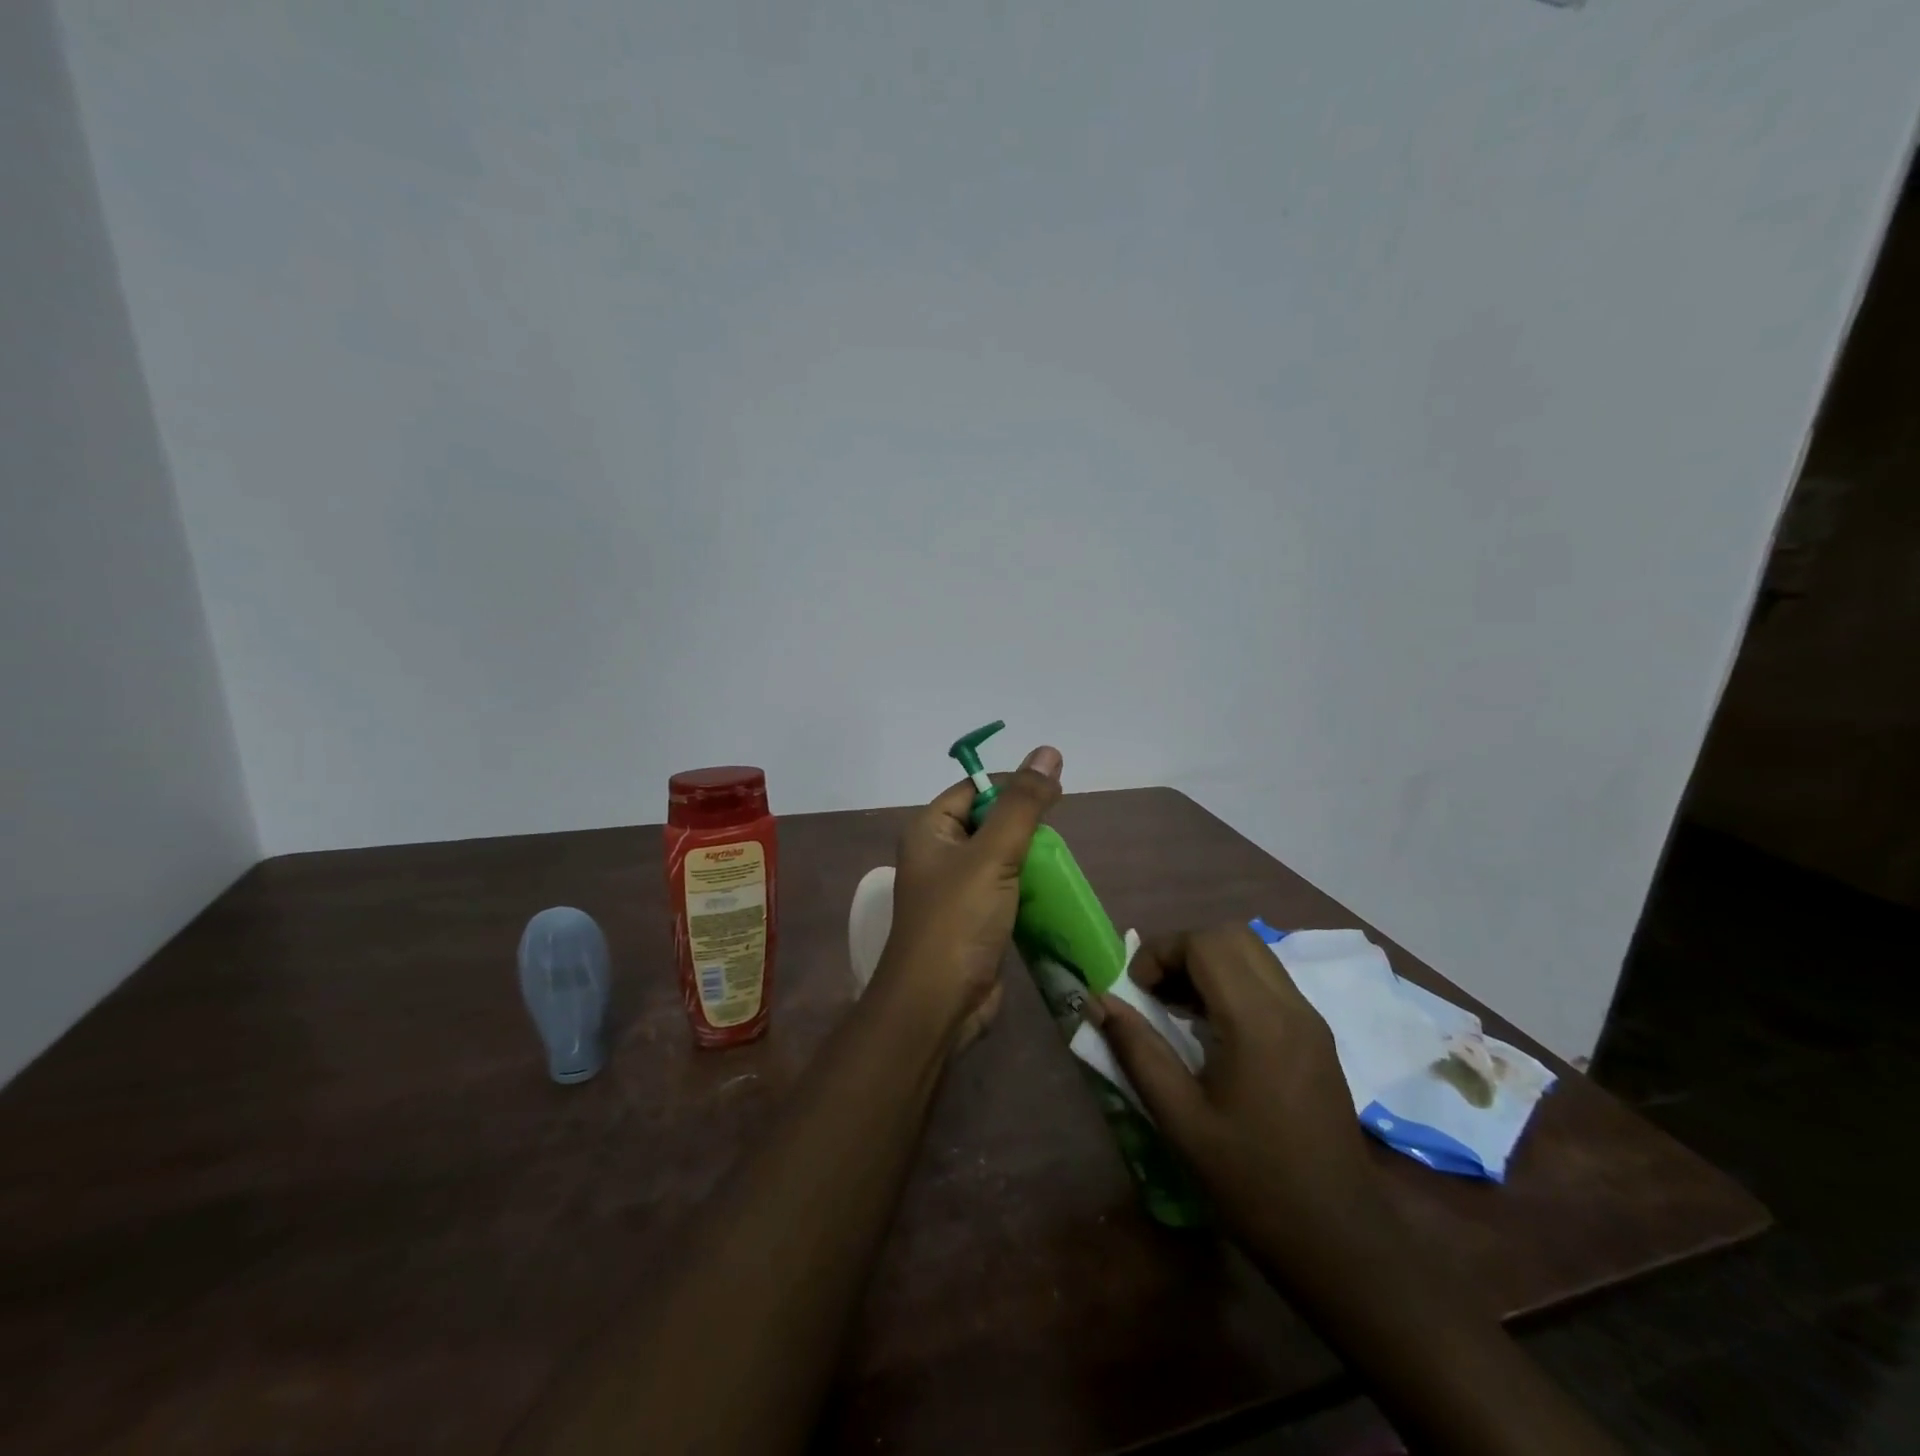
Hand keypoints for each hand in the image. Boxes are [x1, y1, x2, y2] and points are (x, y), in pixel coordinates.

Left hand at [871, 746, 1062, 1052]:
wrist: (937, 1006)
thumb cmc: (958, 921)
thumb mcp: (993, 855)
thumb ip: (1023, 805)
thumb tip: (1049, 752)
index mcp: (930, 831)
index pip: (973, 789)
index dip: (1011, 786)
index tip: (1054, 793)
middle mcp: (938, 856)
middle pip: (988, 822)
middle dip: (1024, 826)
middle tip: (1060, 833)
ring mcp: (955, 891)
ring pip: (1000, 859)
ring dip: (1030, 860)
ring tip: (1062, 863)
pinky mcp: (974, 921)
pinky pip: (1006, 891)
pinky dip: (1029, 889)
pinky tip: (1054, 892)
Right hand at [1091, 924, 1391, 1272]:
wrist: (1339, 1241)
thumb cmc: (1252, 1183)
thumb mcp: (1180, 1120)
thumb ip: (1137, 1051)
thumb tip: (1098, 1001)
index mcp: (1257, 1022)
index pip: (1205, 943)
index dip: (1160, 952)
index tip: (1136, 991)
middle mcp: (1290, 1006)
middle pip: (1231, 936)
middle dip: (1183, 950)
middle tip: (1155, 993)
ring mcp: (1310, 1019)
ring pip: (1253, 953)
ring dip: (1208, 963)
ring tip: (1177, 1009)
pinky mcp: (1317, 1036)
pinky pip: (1269, 981)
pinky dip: (1232, 982)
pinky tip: (1212, 1030)